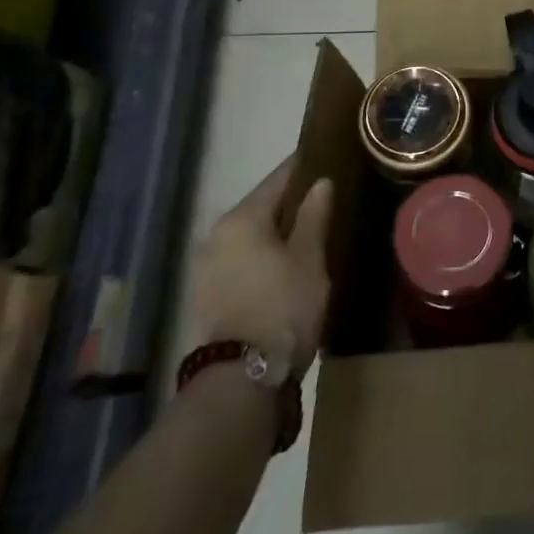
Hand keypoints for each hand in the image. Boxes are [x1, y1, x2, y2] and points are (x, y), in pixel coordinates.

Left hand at [188, 157, 334, 377]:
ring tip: (310, 232)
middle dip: (291, 202)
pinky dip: (263, 254)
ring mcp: (207, 266)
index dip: (304, 167)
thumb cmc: (284, 306)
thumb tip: (321, 183)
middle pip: (261, 207)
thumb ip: (314, 216)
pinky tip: (286, 263)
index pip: (278, 179)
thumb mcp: (309, 258)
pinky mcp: (208, 293)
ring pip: (250, 235)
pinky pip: (241, 258)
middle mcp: (217, 235)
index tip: (326, 156)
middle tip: (326, 198)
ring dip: (276, 231)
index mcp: (242, 219)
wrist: (243, 377)